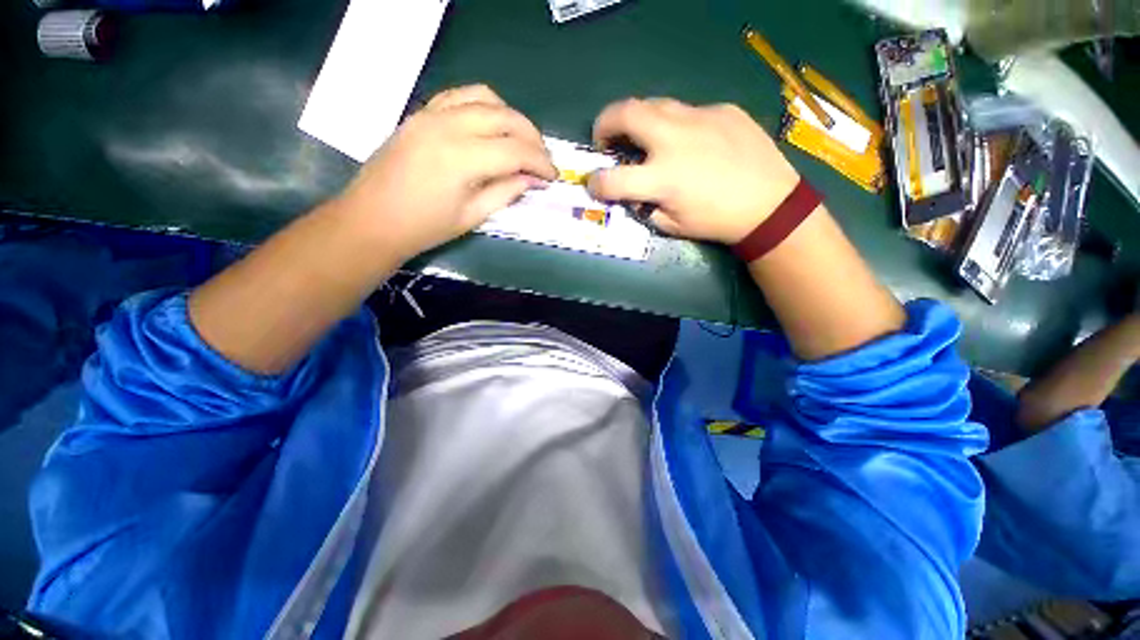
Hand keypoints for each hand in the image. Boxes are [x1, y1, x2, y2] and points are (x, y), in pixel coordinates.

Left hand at [336, 85, 557, 260]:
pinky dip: (484, 106)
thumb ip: (506, 192)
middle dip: (533, 137)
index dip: (540, 163)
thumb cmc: (424, 227)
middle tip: (543, 160)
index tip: (553, 177)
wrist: (372, 220)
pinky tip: (491, 126)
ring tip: (521, 141)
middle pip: (505, 117)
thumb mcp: (472, 215)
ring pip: (485, 98)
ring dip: (511, 117)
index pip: (516, 150)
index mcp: (462, 158)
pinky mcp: (421, 113)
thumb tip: (532, 180)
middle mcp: (449, 125)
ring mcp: (431, 114)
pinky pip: (460, 96)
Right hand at [587, 98, 799, 244]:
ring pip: (653, 104)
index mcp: (662, 179)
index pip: (611, 179)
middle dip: (604, 124)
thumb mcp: (672, 226)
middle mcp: (674, 141)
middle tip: (605, 140)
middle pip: (624, 114)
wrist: (770, 203)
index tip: (594, 185)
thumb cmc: (717, 221)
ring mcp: (699, 118)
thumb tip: (635, 195)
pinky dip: (675, 126)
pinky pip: (687, 112)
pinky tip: (691, 143)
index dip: (595, 184)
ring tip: (643, 137)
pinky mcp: (721, 109)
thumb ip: (646, 208)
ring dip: (637, 120)